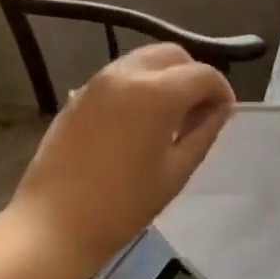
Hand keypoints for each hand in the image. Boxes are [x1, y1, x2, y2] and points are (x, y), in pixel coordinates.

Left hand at [5, 44, 234, 269]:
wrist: (55, 223)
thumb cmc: (125, 203)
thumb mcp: (177, 170)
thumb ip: (204, 131)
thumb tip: (219, 109)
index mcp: (157, 93)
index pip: (204, 74)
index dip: (221, 92)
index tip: (223, 116)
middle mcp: (127, 75)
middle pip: (173, 55)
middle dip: (194, 77)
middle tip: (199, 112)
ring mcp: (98, 82)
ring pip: (145, 60)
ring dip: (167, 78)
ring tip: (172, 117)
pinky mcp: (80, 95)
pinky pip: (122, 76)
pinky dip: (141, 86)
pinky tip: (141, 122)